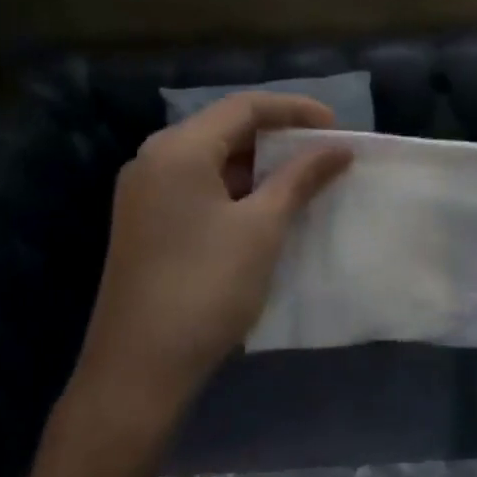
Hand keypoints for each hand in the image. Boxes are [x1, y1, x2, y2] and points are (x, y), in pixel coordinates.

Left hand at [73, 93, 352, 414]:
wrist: (138, 369)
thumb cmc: (206, 287)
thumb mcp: (262, 227)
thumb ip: (300, 178)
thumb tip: (338, 148)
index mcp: (178, 150)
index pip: (244, 107)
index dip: (295, 110)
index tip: (337, 127)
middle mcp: (154, 160)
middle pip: (225, 128)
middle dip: (279, 136)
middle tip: (324, 152)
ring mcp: (145, 193)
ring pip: (212, 159)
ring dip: (260, 164)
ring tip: (305, 179)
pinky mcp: (146, 223)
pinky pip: (198, 186)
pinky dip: (237, 188)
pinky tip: (267, 207)